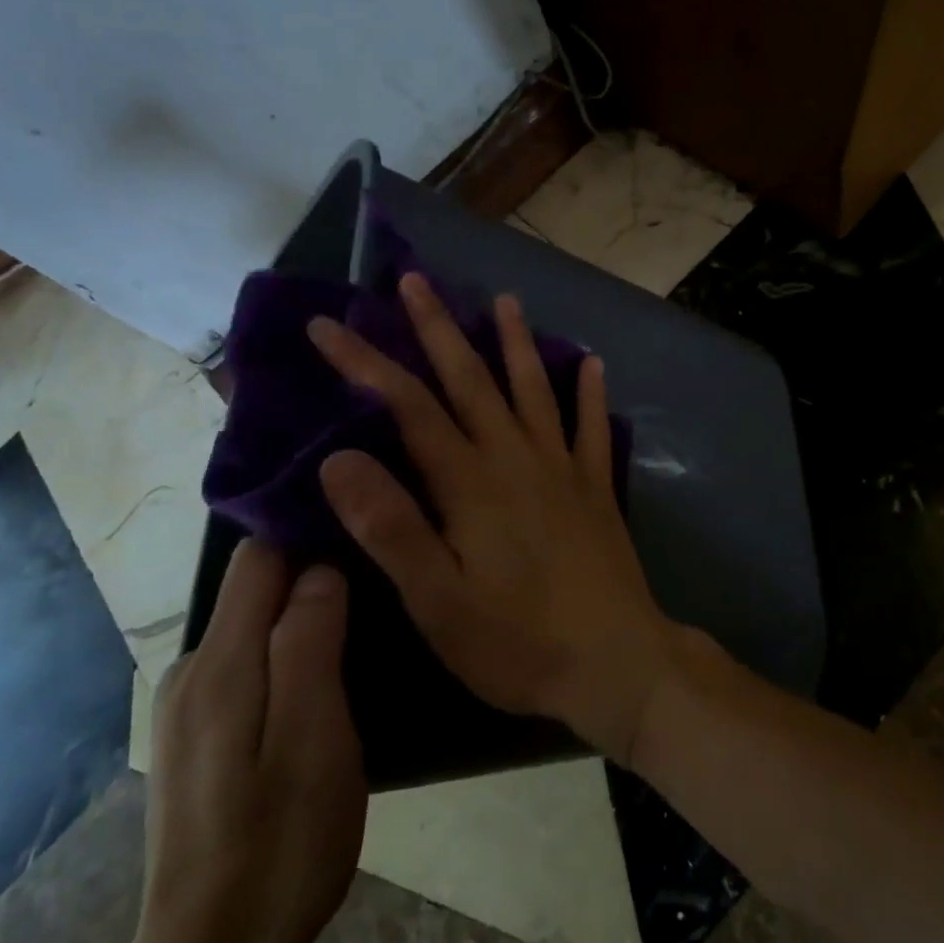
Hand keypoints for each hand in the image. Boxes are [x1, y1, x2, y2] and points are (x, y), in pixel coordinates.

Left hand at [76, 542, 364, 942]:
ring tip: (361, 614)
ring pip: (253, 624)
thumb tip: (318, 568)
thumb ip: (309, 644)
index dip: (306, 527)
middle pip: (254, 586)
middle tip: (377, 567)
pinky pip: (248, 659)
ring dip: (301, 610)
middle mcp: (193, 670)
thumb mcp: (314, 740)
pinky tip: (323, 671)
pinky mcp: (200, 733)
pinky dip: (285, 646)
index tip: (360, 516)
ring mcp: (190, 705)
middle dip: (310, 567)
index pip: (258, 555)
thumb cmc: (280, 845)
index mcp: (220, 664)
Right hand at [309, 272, 683, 763]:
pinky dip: (590, 393)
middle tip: (415, 281)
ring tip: (506, 299)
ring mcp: (562, 466)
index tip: (327, 325)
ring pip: (532, 389)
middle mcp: (515, 457)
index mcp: (470, 481)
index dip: (365, 363)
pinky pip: (592, 427)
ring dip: (515, 342)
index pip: (408, 406)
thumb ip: (390, 527)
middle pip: (470, 379)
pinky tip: (592, 363)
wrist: (615, 661)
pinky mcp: (594, 486)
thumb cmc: (517, 640)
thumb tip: (339, 459)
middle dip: (438, 327)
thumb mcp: (437, 599)